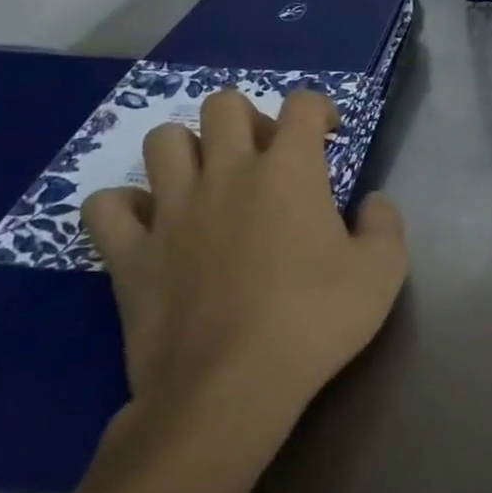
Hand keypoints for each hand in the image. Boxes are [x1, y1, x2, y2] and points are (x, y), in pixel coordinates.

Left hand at [80, 91, 407, 437]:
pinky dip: (126, 206)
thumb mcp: (383, 270)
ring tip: (210, 182)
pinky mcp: (130, 253)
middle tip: (267, 158)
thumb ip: (385, 223)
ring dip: (189, 150)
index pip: (302, 104)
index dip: (320, 109)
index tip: (329, 136)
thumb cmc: (315, 320)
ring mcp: (171, 210)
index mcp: (289, 170)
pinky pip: (106, 206)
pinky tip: (152, 225)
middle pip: (223, 105)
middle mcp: (227, 173)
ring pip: (162, 141)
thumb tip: (372, 201)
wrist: (230, 388)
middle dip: (249, 118)